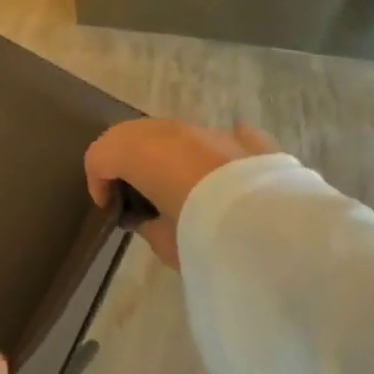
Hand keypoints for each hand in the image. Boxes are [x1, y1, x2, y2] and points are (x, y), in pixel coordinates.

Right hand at [84, 119, 278, 269]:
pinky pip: (222, 139)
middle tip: (135, 197)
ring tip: (178, 192)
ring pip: (177, 135)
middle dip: (128, 162)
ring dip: (167, 157)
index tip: (110, 212)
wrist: (275, 230)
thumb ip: (147, 224)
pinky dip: (211, 154)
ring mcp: (214, 131)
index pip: (102, 154)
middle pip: (136, 135)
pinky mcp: (250, 141)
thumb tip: (150, 217)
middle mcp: (175, 131)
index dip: (98, 181)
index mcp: (142, 151)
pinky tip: (218, 174)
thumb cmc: (204, 237)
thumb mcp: (163, 242)